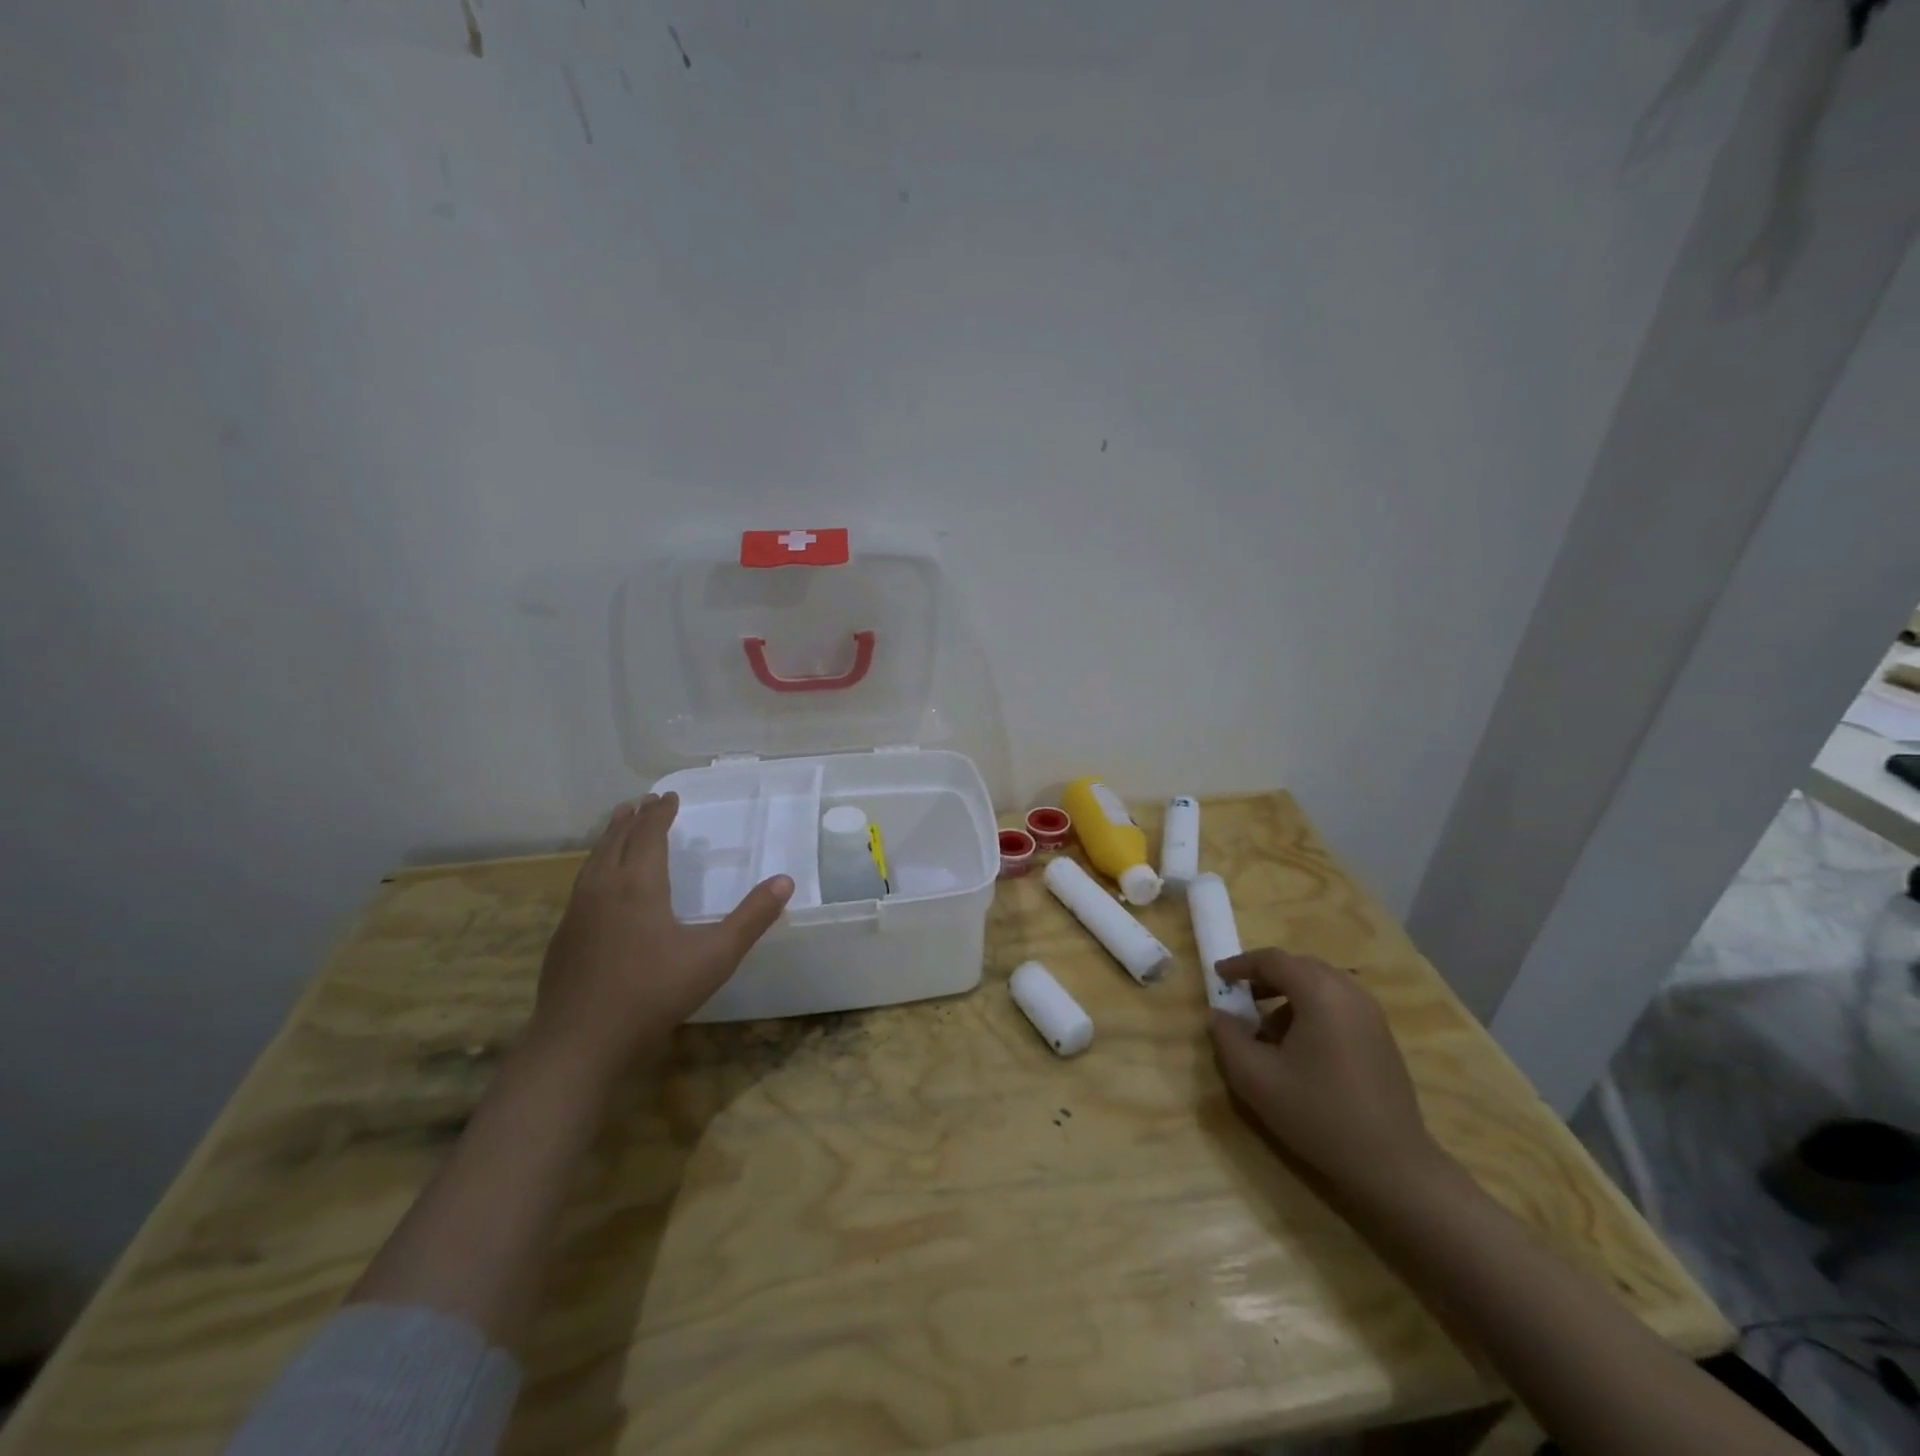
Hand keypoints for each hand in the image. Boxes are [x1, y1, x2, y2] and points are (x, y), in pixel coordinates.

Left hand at [528, 792, 792, 1073]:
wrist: (580, 1042)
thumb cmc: (654, 992)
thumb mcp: (716, 955)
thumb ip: (752, 917)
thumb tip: (785, 881)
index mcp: (638, 884)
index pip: (648, 834)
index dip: (660, 813)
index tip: (670, 796)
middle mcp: (603, 888)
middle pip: (616, 840)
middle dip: (632, 818)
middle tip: (643, 801)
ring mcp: (577, 912)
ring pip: (593, 860)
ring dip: (609, 838)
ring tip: (618, 825)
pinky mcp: (563, 937)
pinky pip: (581, 884)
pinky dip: (595, 866)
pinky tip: (599, 883)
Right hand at [1208, 948, 1449, 1201]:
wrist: (1393, 1165)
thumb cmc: (1318, 1114)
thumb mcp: (1255, 1078)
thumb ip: (1227, 1038)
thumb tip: (1220, 1016)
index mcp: (1320, 993)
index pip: (1273, 960)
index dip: (1240, 964)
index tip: (1218, 977)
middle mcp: (1349, 993)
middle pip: (1299, 967)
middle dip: (1265, 977)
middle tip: (1241, 999)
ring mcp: (1371, 1014)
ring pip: (1320, 986)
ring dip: (1289, 996)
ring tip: (1268, 1032)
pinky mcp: (1382, 1037)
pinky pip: (1338, 1005)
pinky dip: (1312, 1010)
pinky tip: (1300, 1049)